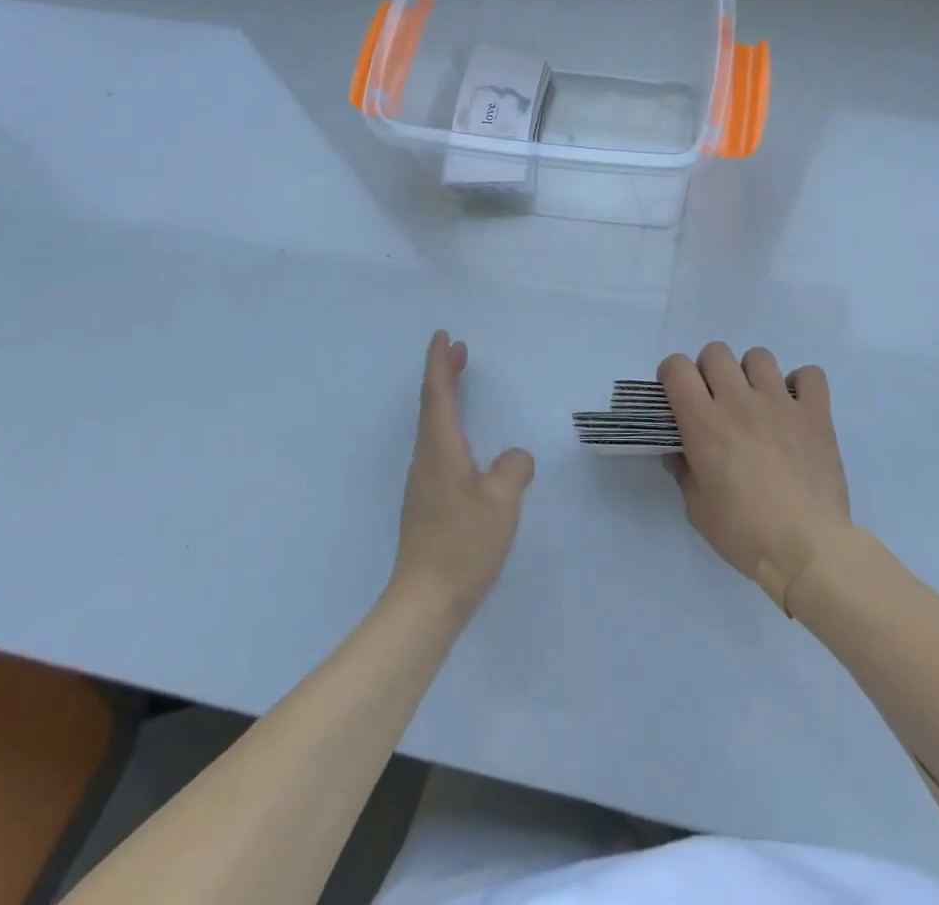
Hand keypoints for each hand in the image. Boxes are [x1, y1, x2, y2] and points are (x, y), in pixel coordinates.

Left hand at [390, 331, 534, 619]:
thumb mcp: (501, 502)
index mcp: (441, 450)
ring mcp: (424, 481)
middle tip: (459, 350)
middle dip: (443, 374)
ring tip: (461, 384)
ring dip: (445, 398)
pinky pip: (438, 446)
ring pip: (433, 426)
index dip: (439, 363)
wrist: (425, 601)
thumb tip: (515, 457)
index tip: (443, 336)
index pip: (436, 395)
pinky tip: (465, 441)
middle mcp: (426, 459)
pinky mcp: (428, 501)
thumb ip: (513, 469)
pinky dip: (449, 425)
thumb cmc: (463, 544)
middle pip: (431, 405)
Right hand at [660, 342, 852, 612]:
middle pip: (716, 352)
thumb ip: (684, 472)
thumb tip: (679, 452)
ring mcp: (781, 403)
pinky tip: (796, 407)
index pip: (677, 367)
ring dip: (752, 374)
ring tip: (757, 402)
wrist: (808, 549)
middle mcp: (739, 402)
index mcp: (704, 423)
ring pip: (759, 356)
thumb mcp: (697, 510)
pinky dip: (801, 385)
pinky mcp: (815, 414)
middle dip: (709, 370)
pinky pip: (810, 375)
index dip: (672, 374)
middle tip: (716, 400)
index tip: (677, 395)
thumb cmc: (745, 533)